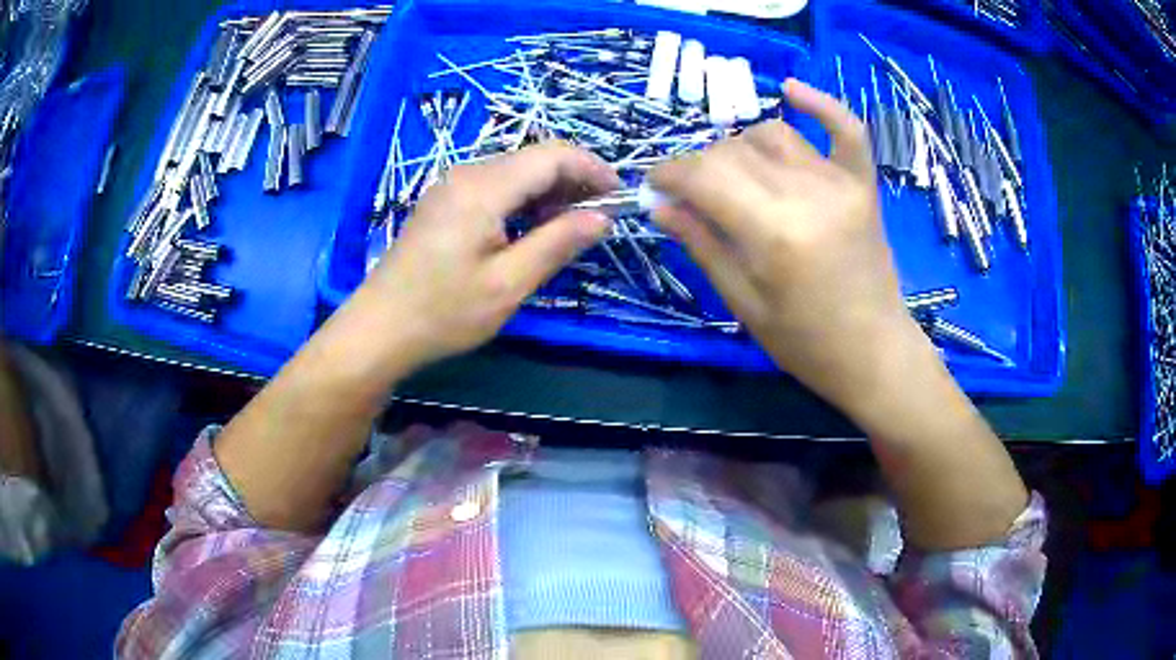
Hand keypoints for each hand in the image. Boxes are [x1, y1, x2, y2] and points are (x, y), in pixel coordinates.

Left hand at [352, 142, 620, 370]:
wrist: (379, 329)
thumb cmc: (443, 313)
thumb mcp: (508, 284)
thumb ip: (557, 244)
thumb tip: (602, 218)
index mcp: (483, 188)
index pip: (553, 155)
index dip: (593, 168)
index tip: (619, 197)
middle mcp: (467, 174)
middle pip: (534, 158)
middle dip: (574, 180)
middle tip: (598, 219)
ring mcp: (451, 186)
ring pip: (515, 172)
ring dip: (549, 192)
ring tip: (570, 228)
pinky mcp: (444, 202)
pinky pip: (494, 187)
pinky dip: (523, 200)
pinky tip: (532, 230)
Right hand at [650, 79, 928, 411]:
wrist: (874, 353)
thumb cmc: (805, 342)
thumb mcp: (743, 303)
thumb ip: (702, 244)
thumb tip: (659, 205)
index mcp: (772, 232)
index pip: (703, 176)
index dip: (668, 173)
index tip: (653, 184)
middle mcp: (806, 194)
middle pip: (733, 151)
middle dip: (699, 166)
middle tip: (691, 194)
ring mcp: (840, 183)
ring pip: (773, 135)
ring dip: (740, 146)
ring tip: (735, 174)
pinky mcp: (863, 184)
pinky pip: (845, 128)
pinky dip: (820, 104)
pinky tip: (791, 90)